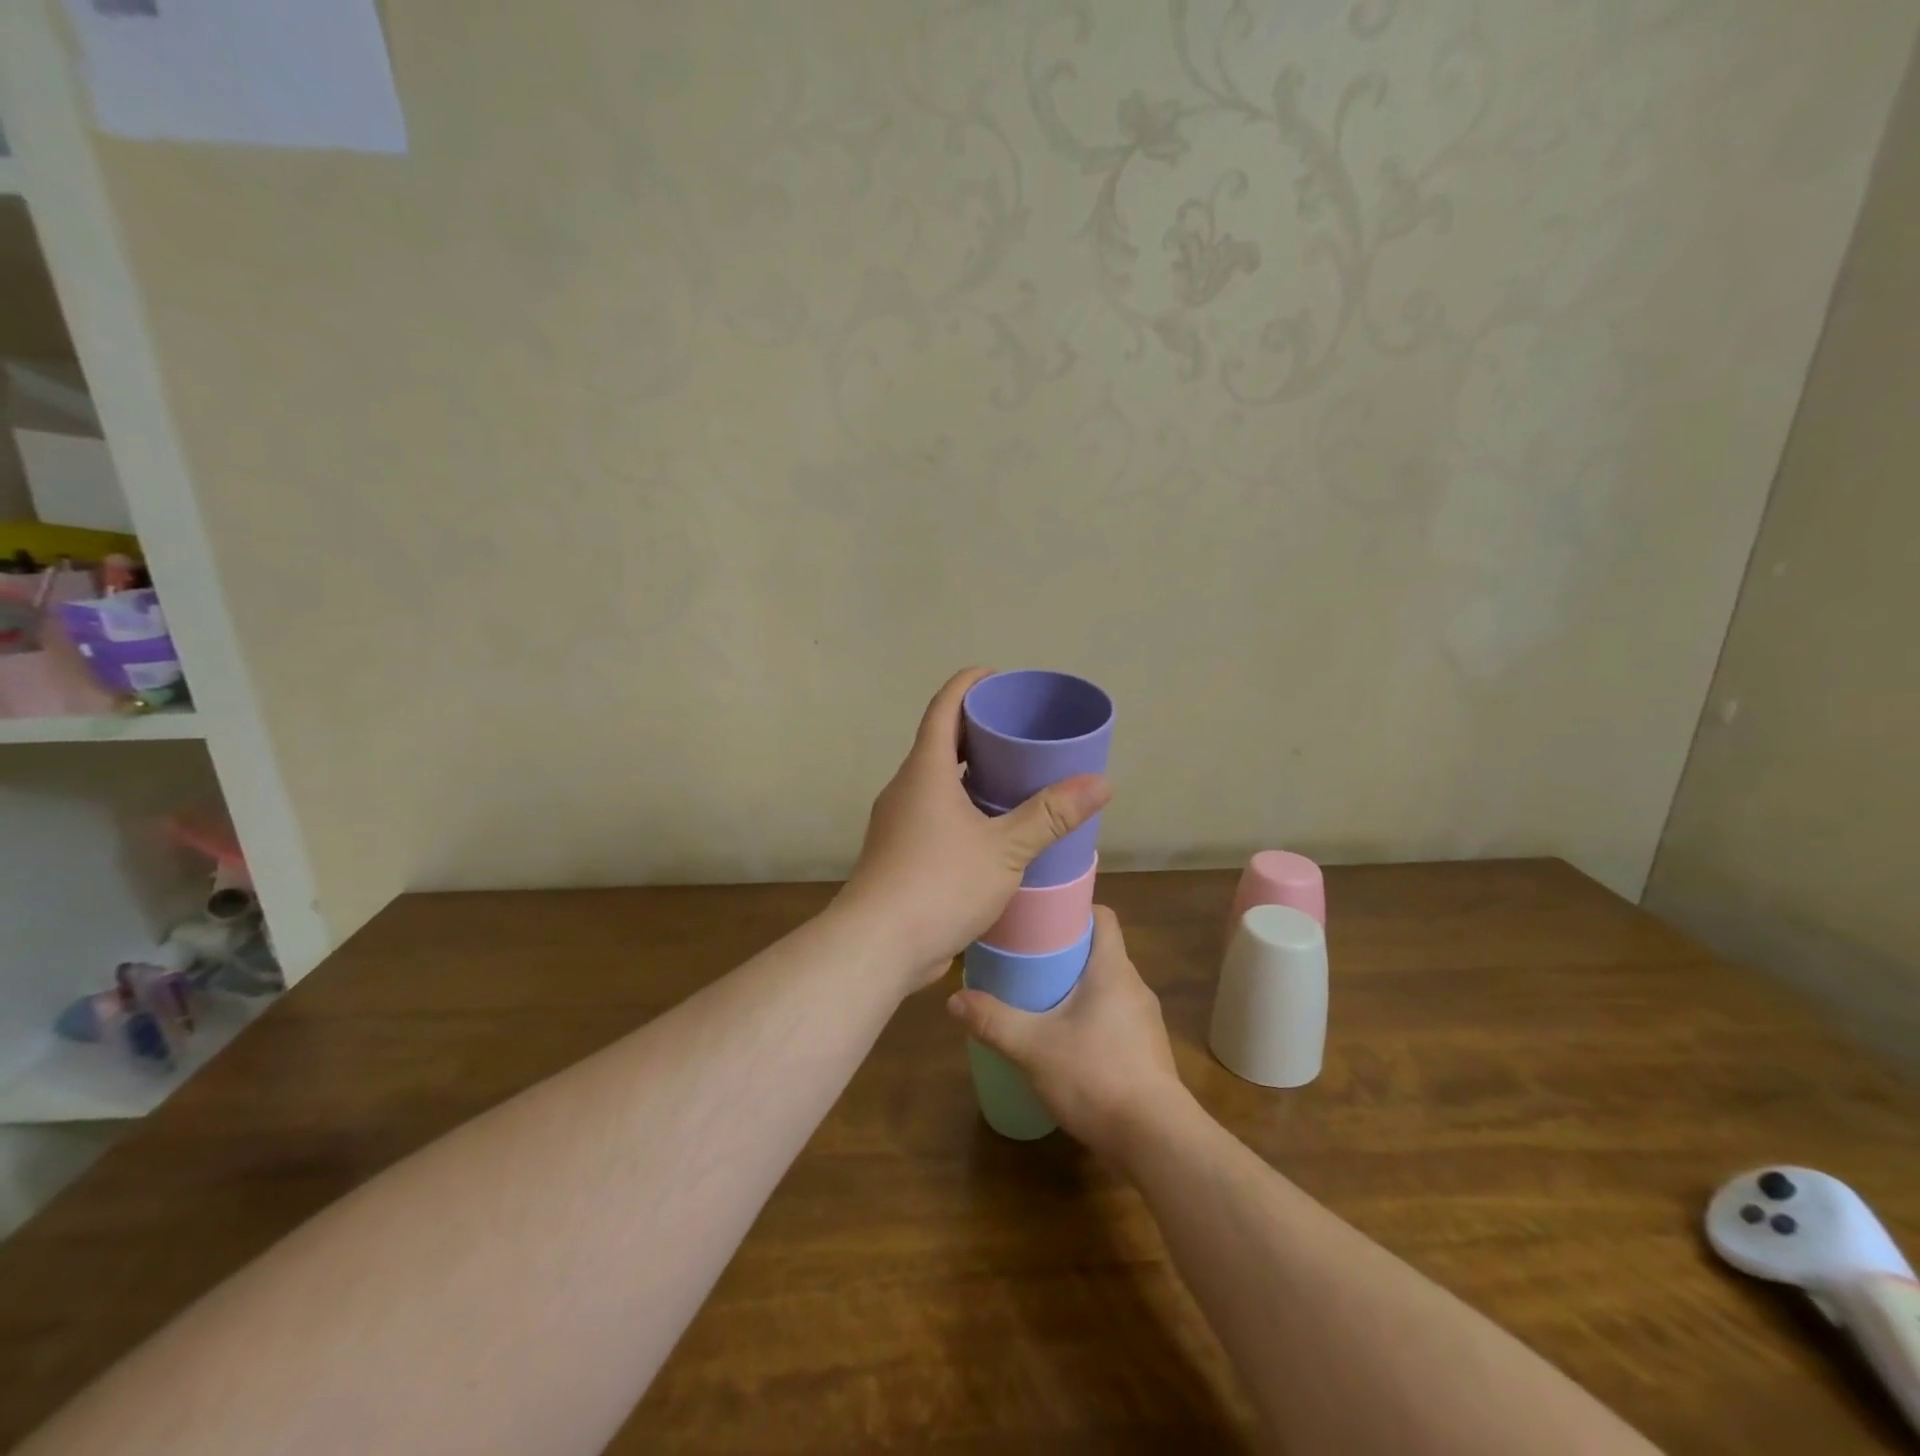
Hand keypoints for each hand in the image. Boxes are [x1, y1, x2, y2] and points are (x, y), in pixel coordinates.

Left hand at [835, 667, 1109, 984]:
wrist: (877, 945)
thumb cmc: (939, 883)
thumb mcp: (1004, 849)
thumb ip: (1050, 815)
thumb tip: (1100, 783)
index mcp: (925, 771)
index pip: (943, 708)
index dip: (968, 685)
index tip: (995, 676)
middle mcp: (906, 789)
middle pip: (940, 744)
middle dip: (976, 731)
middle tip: (1018, 732)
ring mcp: (898, 823)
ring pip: (936, 783)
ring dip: (969, 775)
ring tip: (1012, 778)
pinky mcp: (899, 854)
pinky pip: (933, 815)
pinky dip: (961, 808)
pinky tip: (990, 830)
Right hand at [945, 907, 1184, 1160]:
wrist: (1156, 1140)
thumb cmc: (1096, 1076)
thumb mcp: (1033, 1048)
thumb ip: (994, 1021)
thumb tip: (954, 1000)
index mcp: (1113, 970)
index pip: (1103, 917)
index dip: (1074, 910)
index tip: (1041, 918)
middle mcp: (1134, 987)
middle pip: (1101, 951)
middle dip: (1066, 952)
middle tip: (1027, 959)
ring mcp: (1145, 1022)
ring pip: (1108, 988)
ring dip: (1079, 988)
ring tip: (1041, 1000)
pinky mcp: (1147, 1052)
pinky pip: (1116, 1019)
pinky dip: (1092, 1019)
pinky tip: (1067, 1043)